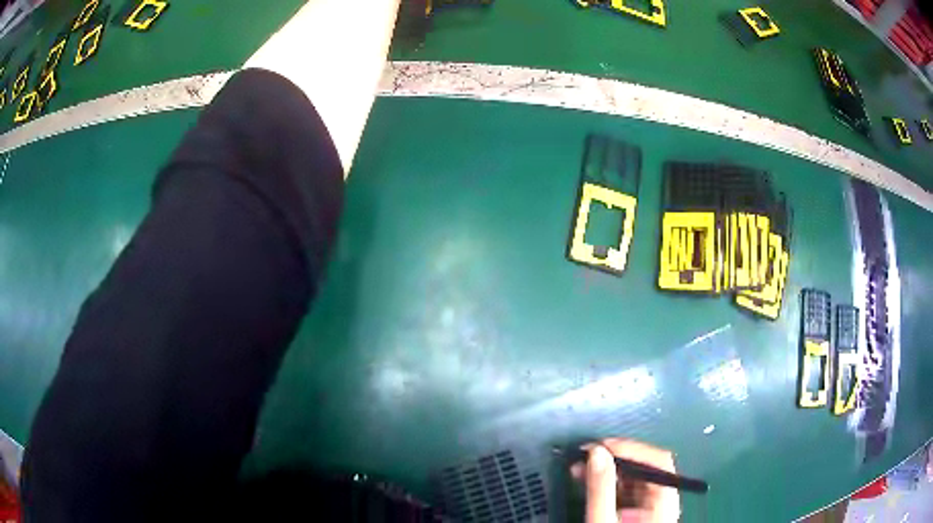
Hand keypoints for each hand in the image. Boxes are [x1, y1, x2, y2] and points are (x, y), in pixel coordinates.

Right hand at [571, 438, 680, 522]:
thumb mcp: (602, 522)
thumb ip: (601, 489)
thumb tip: (596, 452)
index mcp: (663, 502)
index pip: (658, 462)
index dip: (632, 448)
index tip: (601, 446)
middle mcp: (662, 500)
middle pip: (646, 467)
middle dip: (615, 457)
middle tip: (584, 455)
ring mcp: (650, 507)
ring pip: (634, 477)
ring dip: (608, 468)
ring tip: (579, 467)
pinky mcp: (636, 513)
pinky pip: (625, 490)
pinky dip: (607, 482)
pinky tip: (587, 480)